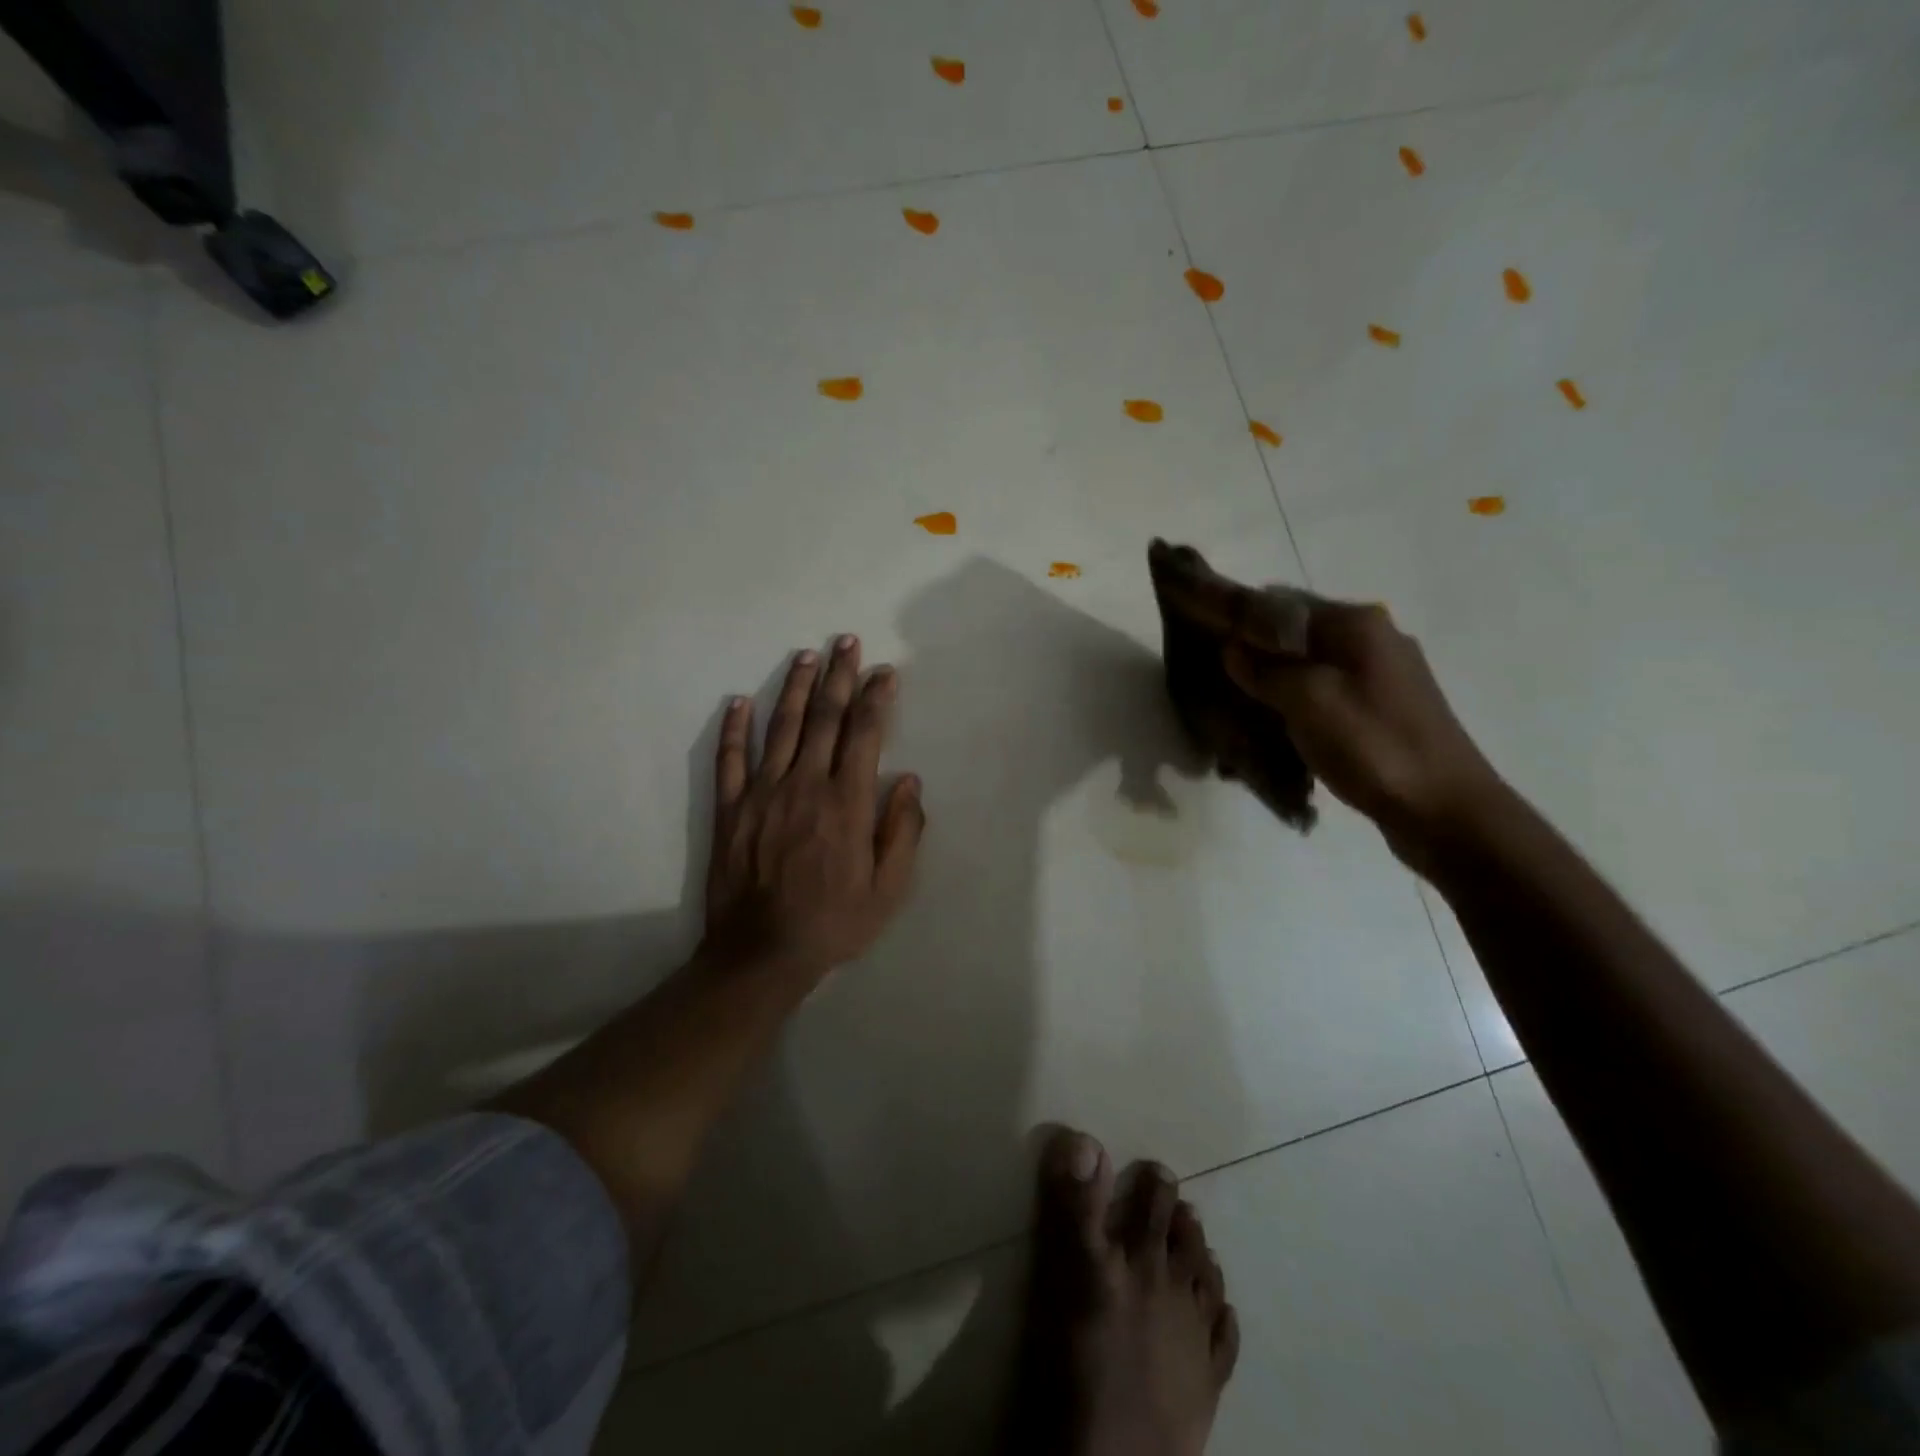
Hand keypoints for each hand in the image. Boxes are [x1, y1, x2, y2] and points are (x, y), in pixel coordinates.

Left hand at [702, 635, 924, 984]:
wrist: (761, 953)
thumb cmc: (834, 922)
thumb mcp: (889, 889)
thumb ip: (903, 831)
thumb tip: (909, 781)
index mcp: (847, 801)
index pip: (865, 734)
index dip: (876, 698)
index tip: (884, 671)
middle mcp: (805, 784)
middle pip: (825, 718)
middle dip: (839, 676)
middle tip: (846, 642)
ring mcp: (763, 793)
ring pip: (782, 728)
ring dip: (795, 688)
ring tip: (806, 656)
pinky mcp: (730, 809)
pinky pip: (730, 760)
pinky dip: (735, 729)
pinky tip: (739, 702)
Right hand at [1220, 599, 1501, 851]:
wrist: (1446, 811)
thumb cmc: (1373, 746)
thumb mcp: (1307, 700)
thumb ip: (1264, 670)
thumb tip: (1232, 650)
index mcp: (1356, 624)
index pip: (1279, 602)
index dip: (1237, 620)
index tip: (1202, 644)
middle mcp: (1372, 638)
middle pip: (1294, 635)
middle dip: (1253, 658)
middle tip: (1218, 688)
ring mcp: (1382, 675)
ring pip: (1308, 667)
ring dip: (1273, 687)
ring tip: (1242, 717)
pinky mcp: (1384, 708)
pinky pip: (1325, 695)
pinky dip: (1297, 708)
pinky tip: (1278, 735)